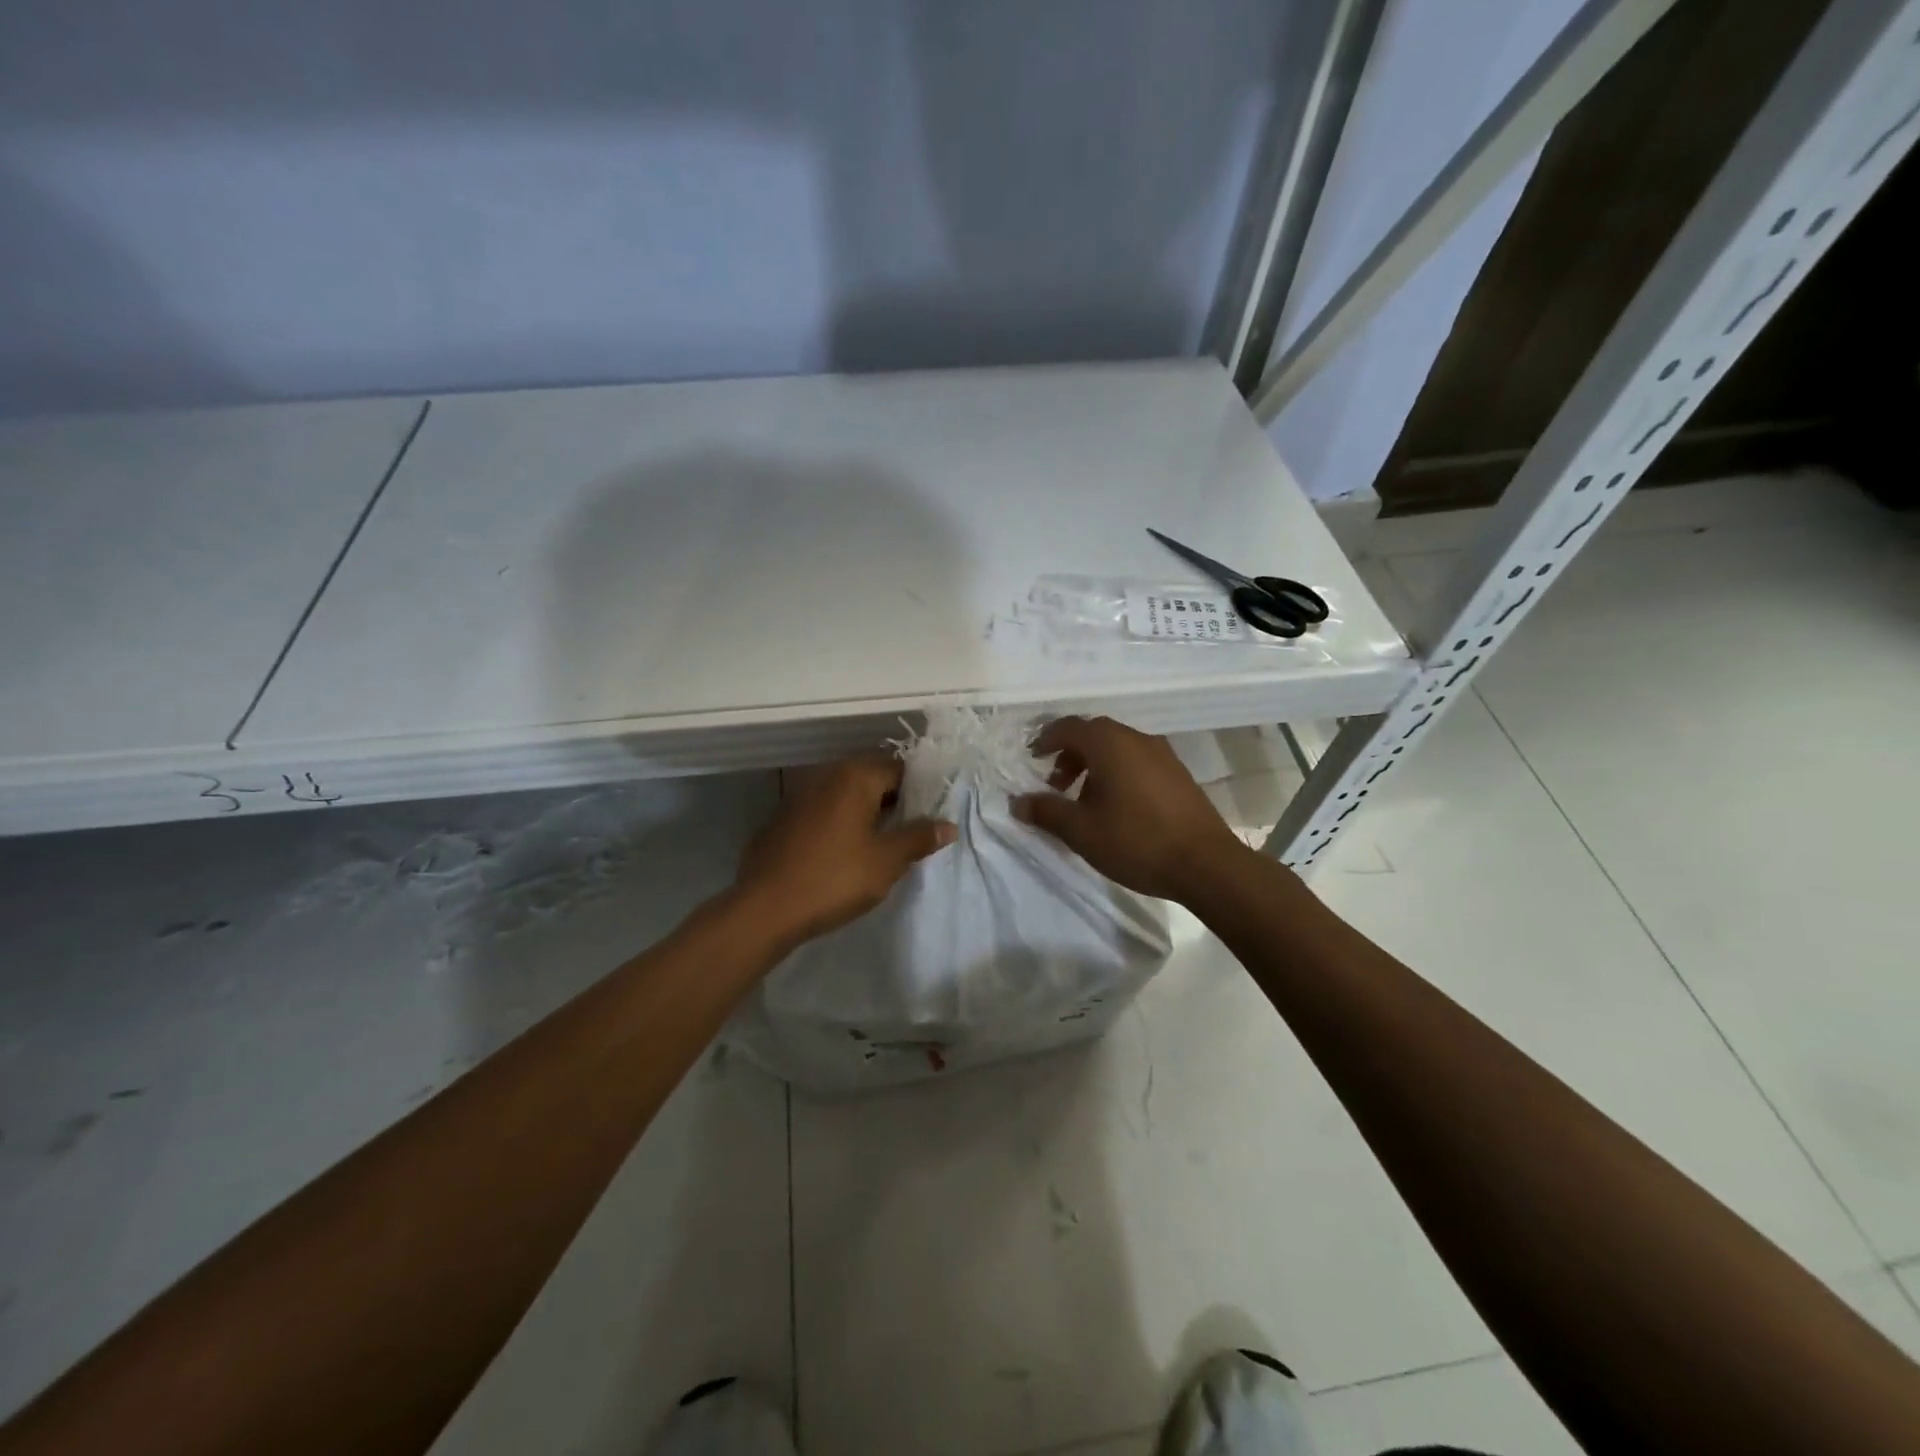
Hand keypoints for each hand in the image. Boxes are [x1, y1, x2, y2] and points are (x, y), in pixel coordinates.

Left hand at [735, 756, 956, 949]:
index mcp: (854, 777)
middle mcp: (825, 776)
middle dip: (892, 799)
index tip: (931, 814)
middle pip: (870, 777)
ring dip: (863, 810)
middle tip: (910, 829)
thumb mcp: (886, 861)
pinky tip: (841, 850)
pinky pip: (821, 810)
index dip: (919, 790)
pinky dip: (837, 821)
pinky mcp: (781, 818)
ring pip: (843, 794)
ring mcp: (798, 796)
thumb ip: (918, 838)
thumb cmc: (835, 879)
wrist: (766, 908)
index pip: (898, 769)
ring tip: (879, 841)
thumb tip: (948, 825)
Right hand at [1012, 716, 1248, 903]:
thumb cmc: (1136, 841)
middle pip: (1094, 734)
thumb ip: (1046, 812)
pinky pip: (1137, 761)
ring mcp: (1162, 755)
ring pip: (1117, 748)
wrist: (1206, 864)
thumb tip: (1017, 803)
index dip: (1045, 740)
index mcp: (1110, 743)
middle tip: (1054, 783)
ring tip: (1083, 799)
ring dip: (1093, 765)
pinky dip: (1117, 773)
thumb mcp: (1081, 830)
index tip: (1032, 759)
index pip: (1068, 727)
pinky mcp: (1178, 774)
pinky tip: (1116, 807)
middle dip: (1069, 754)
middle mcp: (1137, 739)